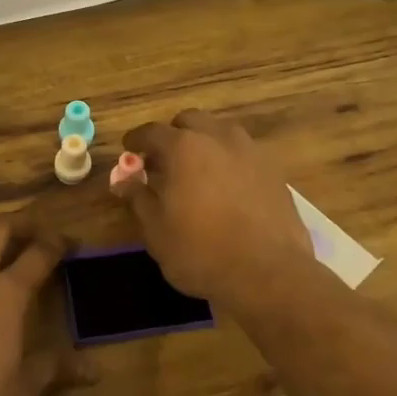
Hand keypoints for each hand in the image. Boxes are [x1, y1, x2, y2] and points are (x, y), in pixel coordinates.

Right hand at [117, 110, 317, 312]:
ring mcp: (250, 152)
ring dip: (204, 143)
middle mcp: (218, 138)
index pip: (152, 132)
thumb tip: (122, 181)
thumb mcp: (156, 230)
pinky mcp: (273, 171)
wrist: (268, 274)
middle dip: (173, 135)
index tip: (129, 150)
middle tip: (163, 162)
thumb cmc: (201, 251)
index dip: (136, 140)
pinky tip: (225, 187)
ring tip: (196, 171)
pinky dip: (228, 160)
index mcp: (184, 147)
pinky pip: (243, 153)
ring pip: (220, 132)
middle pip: (190, 121)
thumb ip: (138, 198)